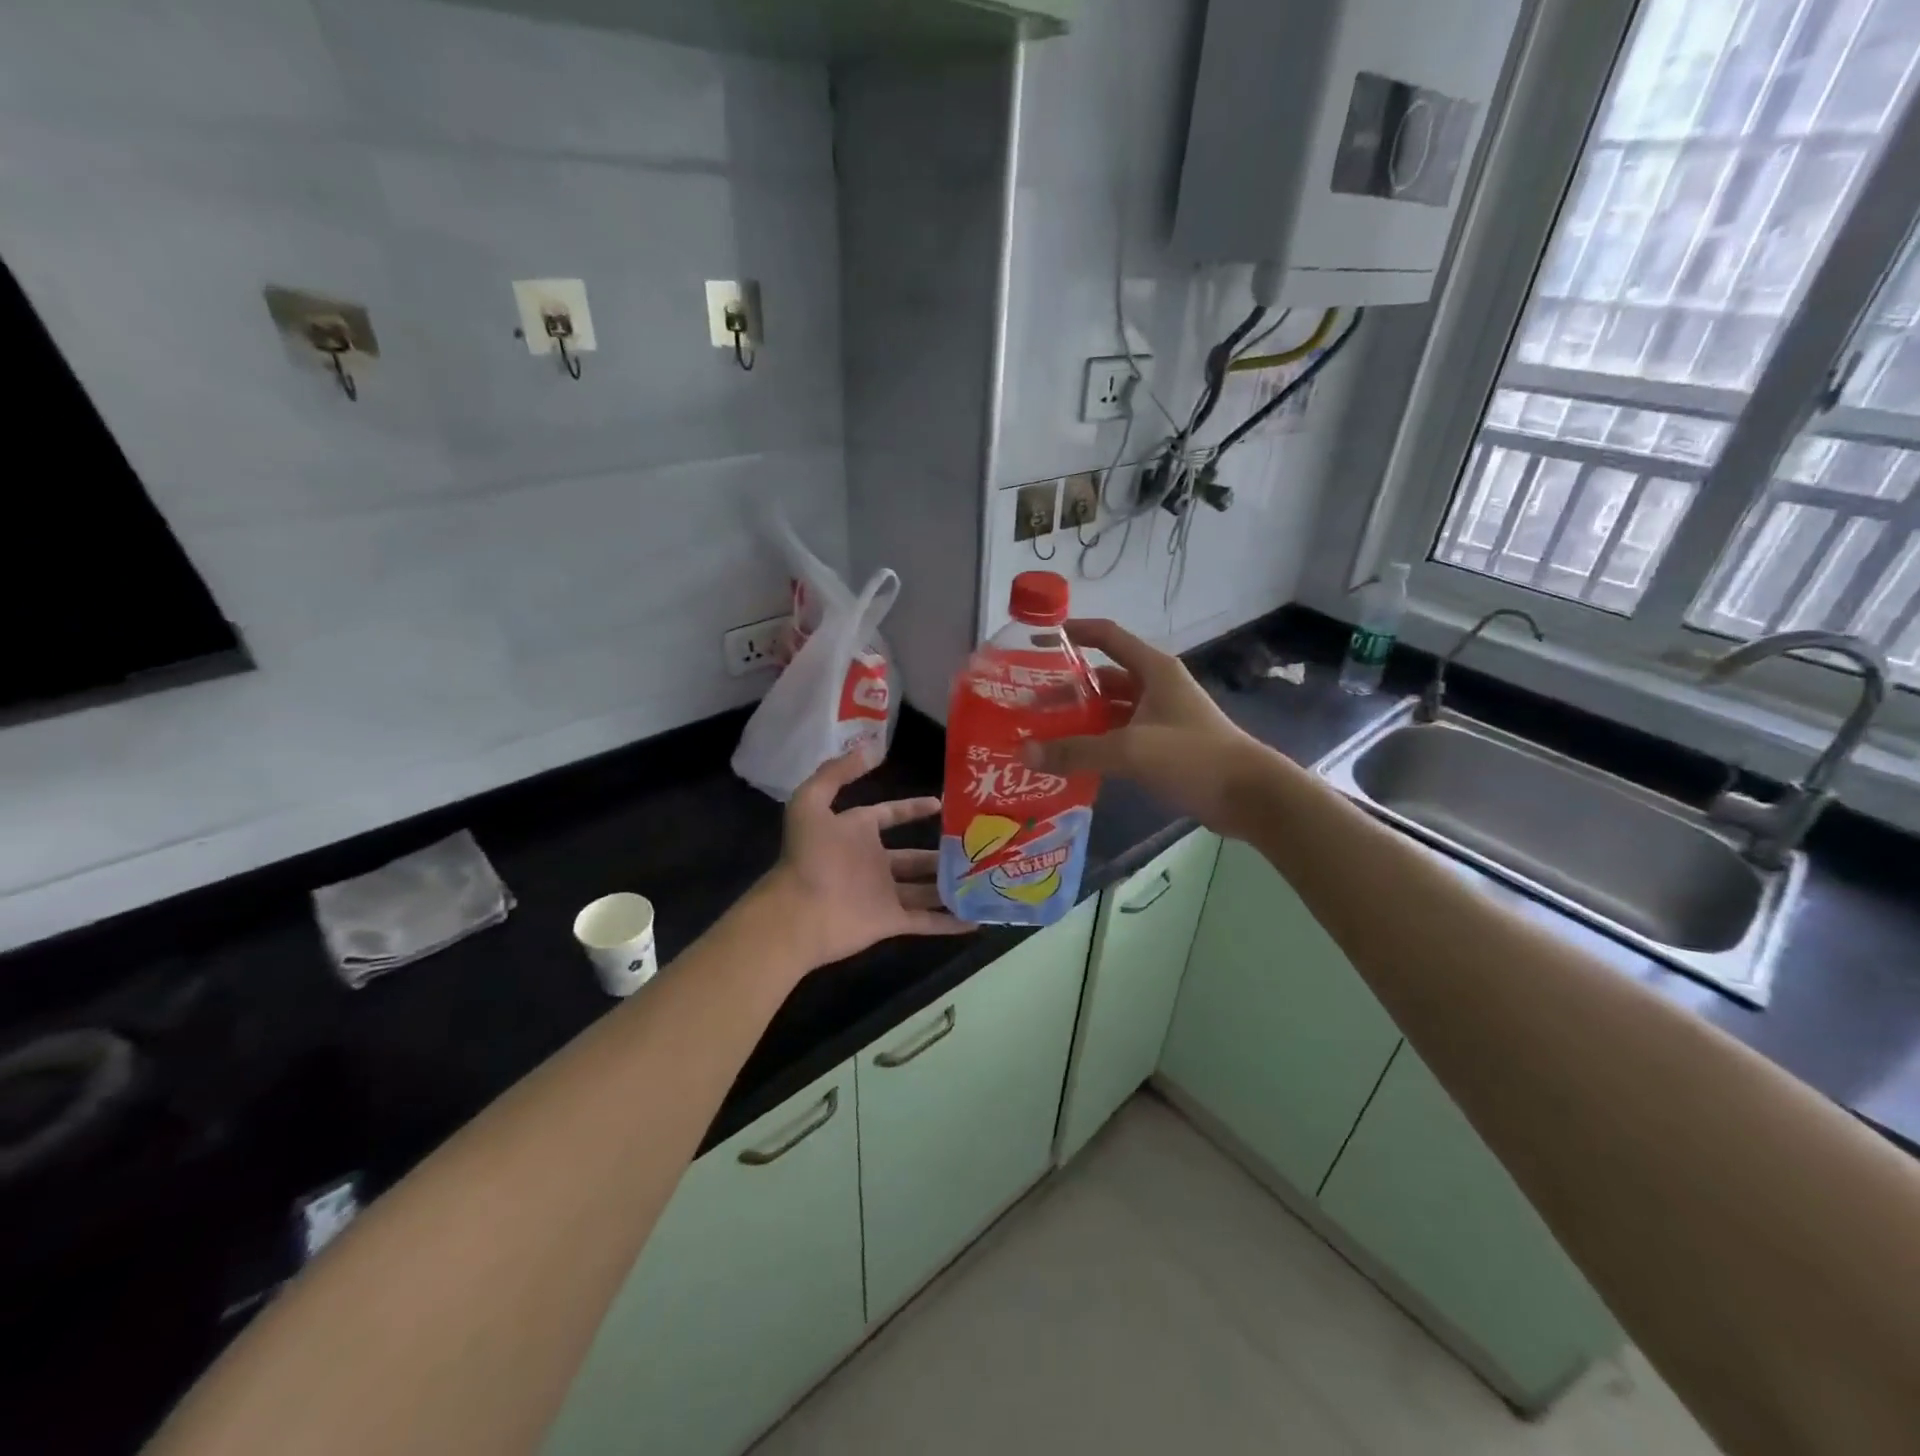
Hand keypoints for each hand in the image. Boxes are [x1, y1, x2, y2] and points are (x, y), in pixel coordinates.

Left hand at [757, 751, 972, 973]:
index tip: (940, 803)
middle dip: (942, 853)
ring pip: (926, 889)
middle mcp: (873, 863)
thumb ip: (836, 773)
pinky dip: (951, 923)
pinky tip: (978, 919)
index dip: (912, 809)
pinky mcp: (891, 922)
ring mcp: (884, 894)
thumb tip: (870, 749)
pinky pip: (927, 921)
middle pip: (914, 858)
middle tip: (977, 846)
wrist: (798, 912)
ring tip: (986, 879)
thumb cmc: (808, 856)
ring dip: (951, 886)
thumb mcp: (811, 803)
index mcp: (857, 833)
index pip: (890, 815)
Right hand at [1022, 618, 1268, 840]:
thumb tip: (1025, 753)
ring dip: (1080, 720)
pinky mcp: (1164, 748)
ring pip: (1110, 711)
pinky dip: (1096, 744)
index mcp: (1153, 670)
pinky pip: (1120, 738)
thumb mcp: (1131, 749)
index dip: (1076, 632)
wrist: (1249, 795)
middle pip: (1103, 678)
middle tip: (1028, 702)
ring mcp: (1160, 718)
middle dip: (1067, 688)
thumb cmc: (1193, 756)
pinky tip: (1070, 759)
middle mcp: (1156, 688)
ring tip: (1041, 732)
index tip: (1039, 639)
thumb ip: (1077, 750)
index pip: (1108, 637)